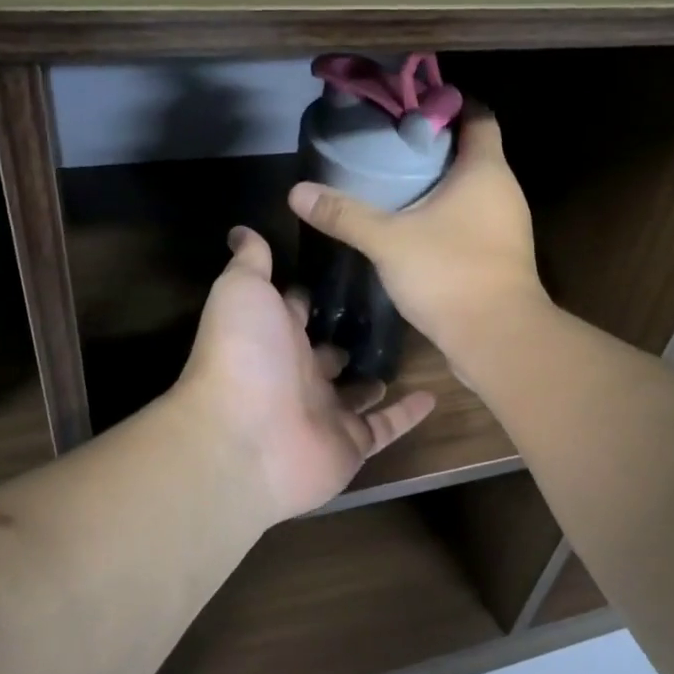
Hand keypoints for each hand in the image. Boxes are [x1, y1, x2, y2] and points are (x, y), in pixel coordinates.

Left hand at [173, 226, 436, 525]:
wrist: (246, 441)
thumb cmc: (245, 355)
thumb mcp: (243, 292)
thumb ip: (250, 262)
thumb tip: (241, 230)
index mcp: (273, 336)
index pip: (295, 310)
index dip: (312, 293)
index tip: (346, 269)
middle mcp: (297, 374)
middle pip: (327, 351)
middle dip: (347, 335)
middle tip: (389, 309)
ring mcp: (323, 412)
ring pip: (355, 392)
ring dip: (374, 375)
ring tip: (410, 349)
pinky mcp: (349, 444)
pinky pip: (383, 427)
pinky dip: (405, 414)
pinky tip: (432, 396)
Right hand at [286, 114, 550, 373]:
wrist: (497, 338)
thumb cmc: (449, 273)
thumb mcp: (388, 240)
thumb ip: (345, 214)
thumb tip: (296, 192)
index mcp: (485, 170)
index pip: (478, 117)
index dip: (448, 107)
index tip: (410, 109)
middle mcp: (504, 190)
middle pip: (473, 153)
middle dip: (434, 148)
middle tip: (390, 147)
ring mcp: (507, 226)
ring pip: (473, 190)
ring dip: (440, 185)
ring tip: (396, 184)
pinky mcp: (501, 256)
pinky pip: (473, 220)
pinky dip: (448, 216)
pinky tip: (416, 227)